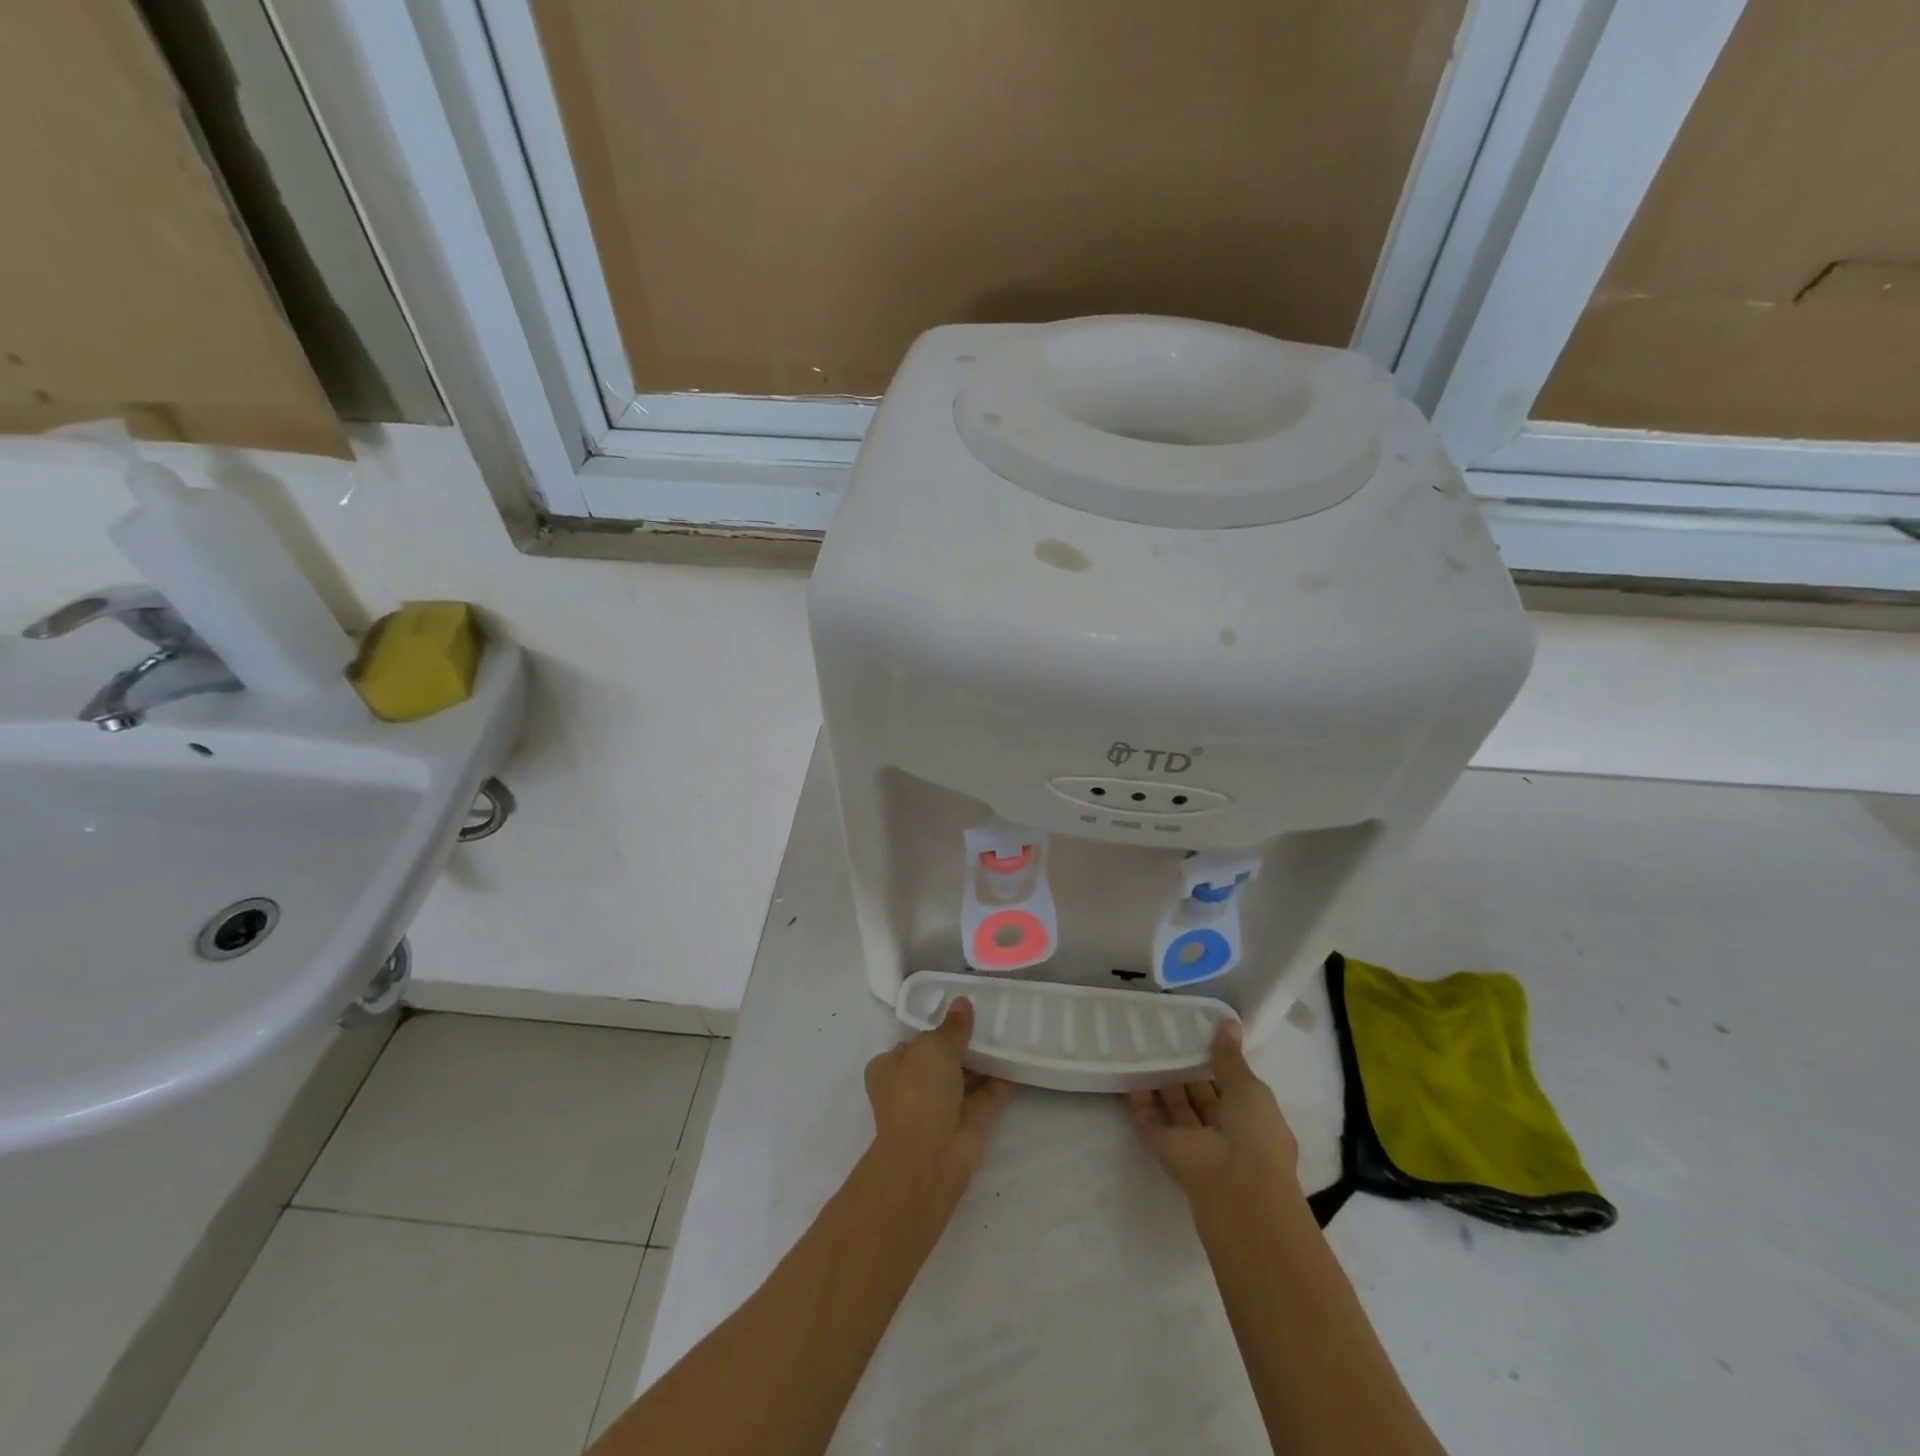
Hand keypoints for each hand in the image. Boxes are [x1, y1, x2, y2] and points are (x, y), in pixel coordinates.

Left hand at [864, 998, 1012, 1191]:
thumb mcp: (932, 1046)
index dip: (933, 1026)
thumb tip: (963, 1003)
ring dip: (984, 1059)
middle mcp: (913, 1087)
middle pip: (941, 1059)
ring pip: (966, 1076)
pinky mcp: (969, 1123)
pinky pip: (988, 1094)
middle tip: (990, 1015)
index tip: (958, 1010)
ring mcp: (942, 1107)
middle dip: (963, 1042)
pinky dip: (1002, 1079)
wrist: (930, 1157)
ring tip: (1009, 1029)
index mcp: (890, 1068)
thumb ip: (951, 1027)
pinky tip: (1019, 1056)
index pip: (912, 1042)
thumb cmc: (918, 1092)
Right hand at [1129, 1020, 1301, 1215]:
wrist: (1236, 1186)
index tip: (1196, 1032)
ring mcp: (1189, 1140)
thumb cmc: (1254, 1133)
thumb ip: (1231, 1057)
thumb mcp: (1249, 1088)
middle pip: (1198, 1095)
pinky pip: (1148, 1120)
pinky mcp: (1163, 1147)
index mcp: (1248, 1118)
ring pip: (1173, 1106)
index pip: (1228, 1085)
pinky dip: (1140, 1101)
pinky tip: (1131, 1072)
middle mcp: (1219, 1130)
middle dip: (1185, 1069)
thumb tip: (1229, 1023)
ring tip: (1145, 1045)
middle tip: (1165, 1033)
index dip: (1214, 1061)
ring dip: (1162, 1081)